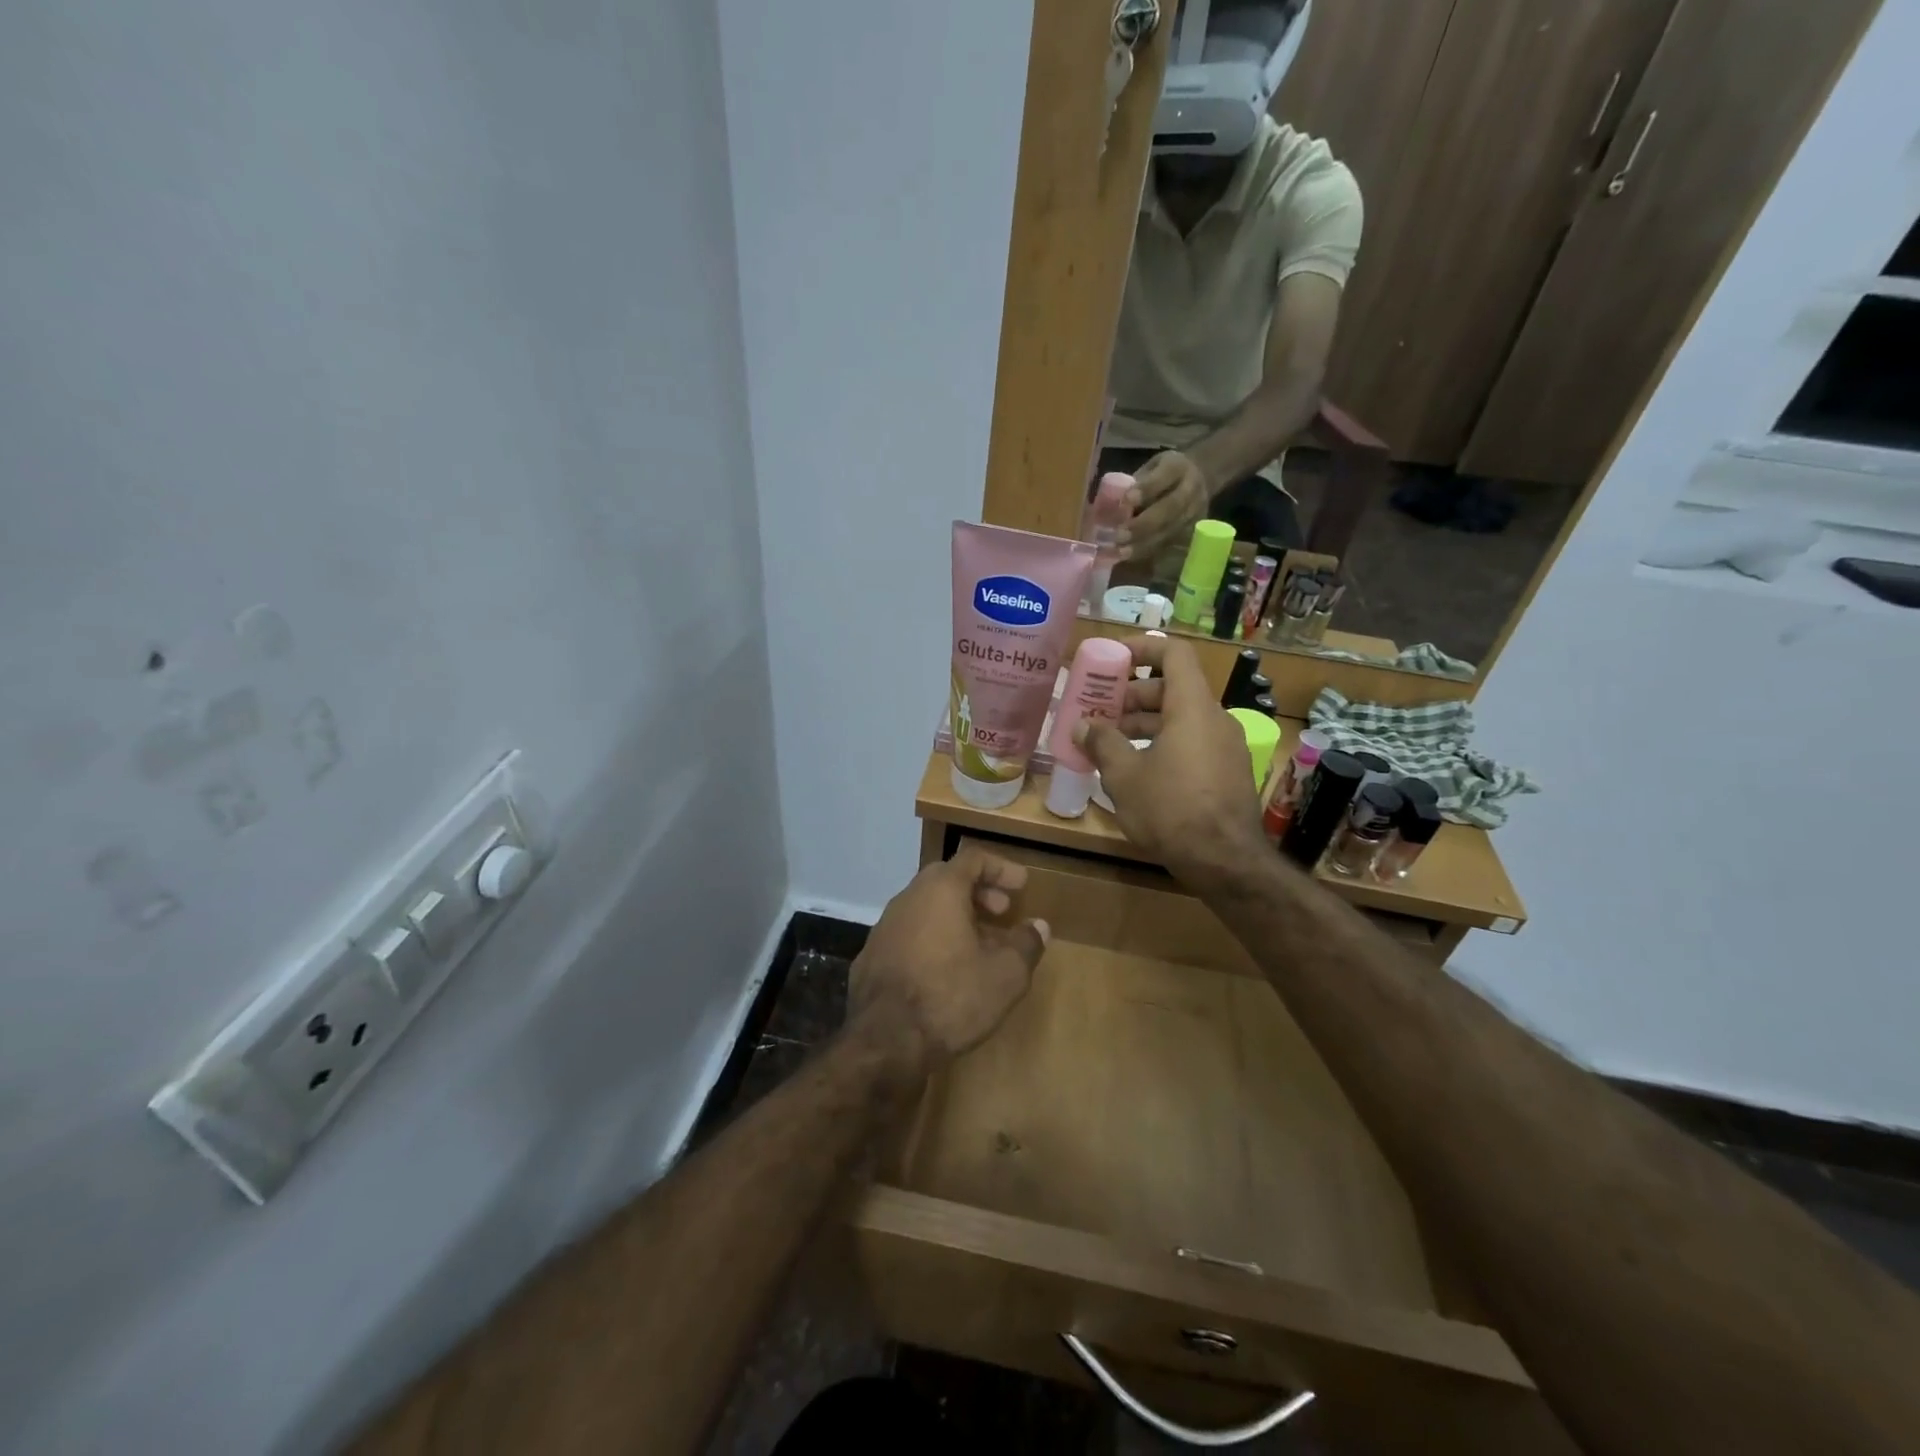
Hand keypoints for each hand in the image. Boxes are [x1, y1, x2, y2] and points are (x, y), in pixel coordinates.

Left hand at [849, 847, 1050, 1068]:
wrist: (884, 1041)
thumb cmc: (951, 997)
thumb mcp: (1006, 974)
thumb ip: (1026, 944)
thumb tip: (1038, 926)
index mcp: (939, 890)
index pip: (973, 858)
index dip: (1001, 868)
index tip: (1022, 885)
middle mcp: (907, 898)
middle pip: (946, 880)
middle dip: (979, 892)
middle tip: (1002, 912)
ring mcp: (884, 928)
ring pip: (926, 908)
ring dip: (956, 918)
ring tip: (981, 945)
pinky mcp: (871, 957)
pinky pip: (910, 934)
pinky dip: (933, 939)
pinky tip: (947, 970)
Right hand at [1073, 634, 1267, 882]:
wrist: (1225, 862)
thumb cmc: (1170, 809)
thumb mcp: (1124, 776)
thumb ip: (1102, 743)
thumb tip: (1082, 726)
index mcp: (1192, 708)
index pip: (1174, 653)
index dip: (1143, 646)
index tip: (1114, 657)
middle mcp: (1215, 719)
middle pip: (1173, 688)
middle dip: (1133, 695)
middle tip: (1101, 711)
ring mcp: (1226, 746)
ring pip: (1181, 718)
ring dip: (1145, 724)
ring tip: (1110, 743)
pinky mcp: (1227, 772)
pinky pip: (1192, 742)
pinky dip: (1163, 744)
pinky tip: (1137, 770)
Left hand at [1121, 451, 1210, 559]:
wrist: (1201, 478)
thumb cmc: (1163, 474)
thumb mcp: (1150, 468)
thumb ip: (1135, 484)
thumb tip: (1108, 507)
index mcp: (1178, 467)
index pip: (1166, 475)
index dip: (1146, 488)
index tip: (1126, 500)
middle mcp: (1192, 489)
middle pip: (1171, 507)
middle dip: (1144, 523)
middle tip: (1119, 535)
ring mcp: (1196, 512)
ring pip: (1171, 530)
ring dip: (1144, 543)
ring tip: (1120, 552)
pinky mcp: (1194, 531)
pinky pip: (1172, 544)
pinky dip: (1150, 552)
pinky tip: (1131, 558)